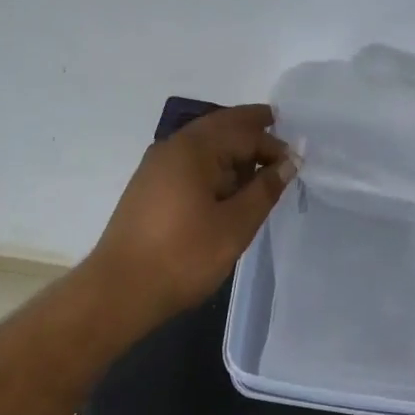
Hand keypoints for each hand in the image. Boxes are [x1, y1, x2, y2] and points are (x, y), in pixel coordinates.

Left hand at [88, 104, 297, 328]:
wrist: (119, 290)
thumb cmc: (183, 256)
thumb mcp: (235, 225)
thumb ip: (264, 190)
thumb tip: (288, 162)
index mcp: (194, 149)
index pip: (243, 133)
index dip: (272, 144)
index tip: (295, 162)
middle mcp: (172, 147)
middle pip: (218, 126)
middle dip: (248, 126)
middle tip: (276, 124)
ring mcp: (156, 166)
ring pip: (202, 143)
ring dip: (230, 145)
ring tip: (257, 160)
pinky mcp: (149, 187)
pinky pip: (189, 160)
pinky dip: (213, 162)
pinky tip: (226, 183)